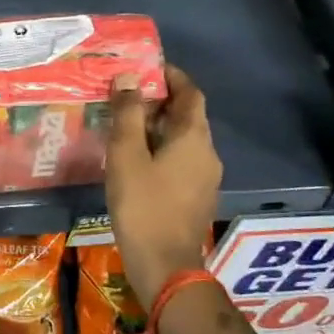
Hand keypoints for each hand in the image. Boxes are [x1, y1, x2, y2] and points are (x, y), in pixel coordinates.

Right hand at [105, 63, 223, 308]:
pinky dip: (161, 151)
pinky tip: (136, 161)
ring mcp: (205, 179)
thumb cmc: (143, 205)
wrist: (165, 265)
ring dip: (158, 129)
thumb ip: (128, 115)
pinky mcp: (196, 198)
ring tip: (126, 127)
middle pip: (187, 117)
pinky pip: (181, 162)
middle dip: (160, 102)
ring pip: (183, 142)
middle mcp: (207, 153)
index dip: (172, 77)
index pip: (190, 94)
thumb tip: (128, 78)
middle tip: (127, 97)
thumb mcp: (126, 156)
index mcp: (194, 138)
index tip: (149, 67)